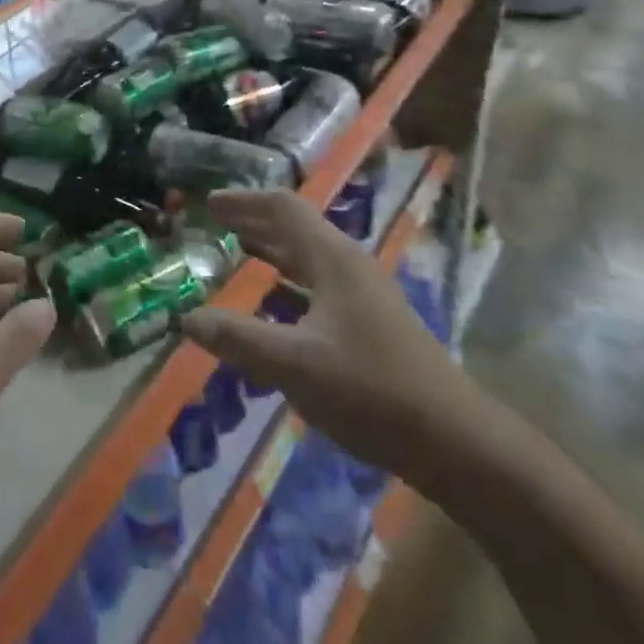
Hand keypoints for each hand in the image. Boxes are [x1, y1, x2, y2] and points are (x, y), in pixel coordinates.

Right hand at [181, 189, 487, 484]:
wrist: (455, 441)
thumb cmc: (371, 390)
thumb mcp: (295, 364)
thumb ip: (239, 339)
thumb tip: (187, 318)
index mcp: (332, 258)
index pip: (282, 208)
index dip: (243, 201)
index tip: (209, 204)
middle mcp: (348, 265)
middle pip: (295, 228)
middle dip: (253, 222)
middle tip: (215, 225)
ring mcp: (363, 294)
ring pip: (308, 257)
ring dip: (271, 251)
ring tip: (237, 254)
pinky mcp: (371, 323)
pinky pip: (318, 286)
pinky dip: (288, 283)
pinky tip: (273, 307)